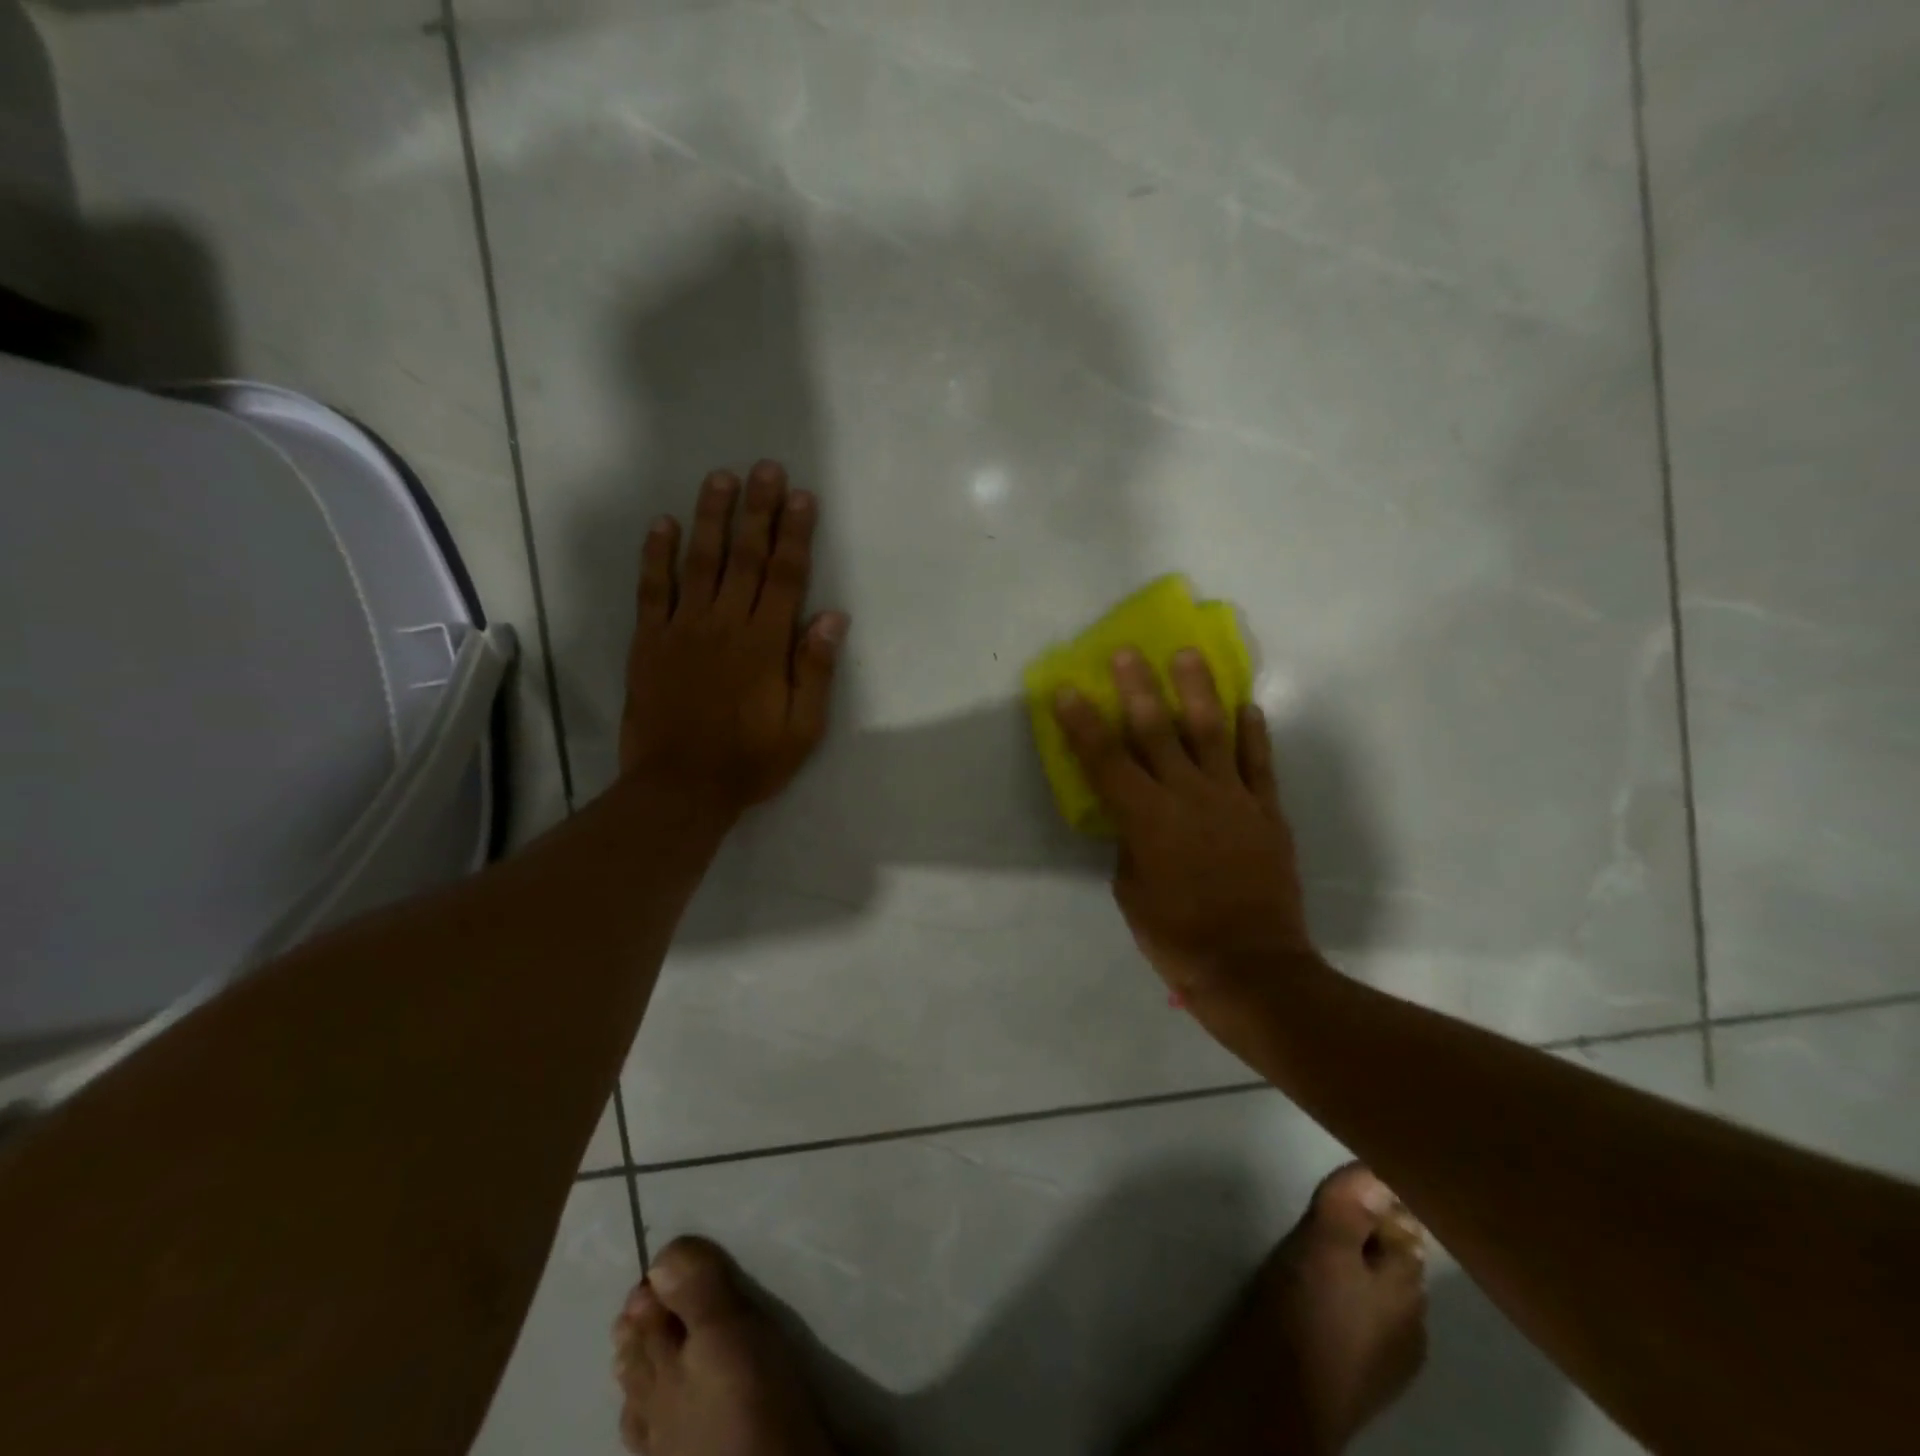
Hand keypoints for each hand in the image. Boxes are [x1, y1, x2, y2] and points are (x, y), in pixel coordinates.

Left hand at [619, 461, 848, 819]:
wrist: (680, 788)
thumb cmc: (750, 761)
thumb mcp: (802, 727)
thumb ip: (814, 669)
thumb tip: (832, 617)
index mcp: (765, 643)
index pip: (786, 576)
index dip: (796, 534)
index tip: (802, 496)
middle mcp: (725, 624)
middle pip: (745, 556)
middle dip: (758, 510)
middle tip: (765, 468)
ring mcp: (682, 629)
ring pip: (700, 561)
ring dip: (711, 517)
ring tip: (721, 478)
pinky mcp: (649, 641)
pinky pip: (652, 589)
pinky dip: (656, 555)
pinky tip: (662, 524)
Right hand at [1054, 648, 1314, 996]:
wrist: (1251, 965)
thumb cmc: (1176, 935)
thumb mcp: (1130, 891)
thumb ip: (1131, 843)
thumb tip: (1139, 819)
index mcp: (1145, 819)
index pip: (1105, 760)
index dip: (1083, 724)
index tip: (1067, 690)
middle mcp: (1187, 796)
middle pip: (1157, 731)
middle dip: (1137, 688)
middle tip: (1127, 652)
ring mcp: (1232, 798)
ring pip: (1211, 732)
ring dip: (1197, 690)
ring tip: (1188, 655)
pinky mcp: (1267, 811)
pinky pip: (1259, 762)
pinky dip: (1252, 733)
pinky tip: (1247, 707)